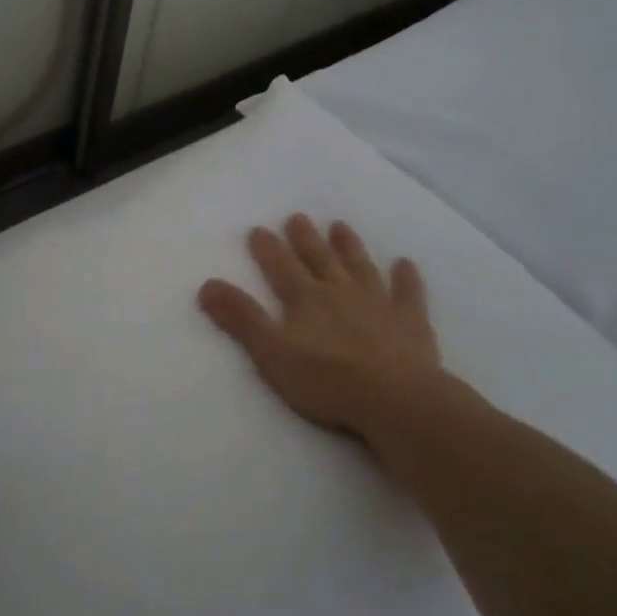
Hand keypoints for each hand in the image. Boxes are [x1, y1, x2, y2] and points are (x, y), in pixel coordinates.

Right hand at [198, 215, 474, 452]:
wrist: (395, 399)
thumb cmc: (326, 381)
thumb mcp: (271, 353)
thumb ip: (241, 319)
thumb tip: (206, 285)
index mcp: (306, 300)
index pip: (281, 268)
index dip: (268, 249)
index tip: (258, 228)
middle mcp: (340, 293)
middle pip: (319, 259)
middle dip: (305, 239)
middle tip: (298, 217)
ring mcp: (379, 304)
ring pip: (360, 267)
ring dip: (349, 247)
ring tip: (340, 226)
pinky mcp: (410, 323)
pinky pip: (408, 293)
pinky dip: (406, 278)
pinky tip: (405, 263)